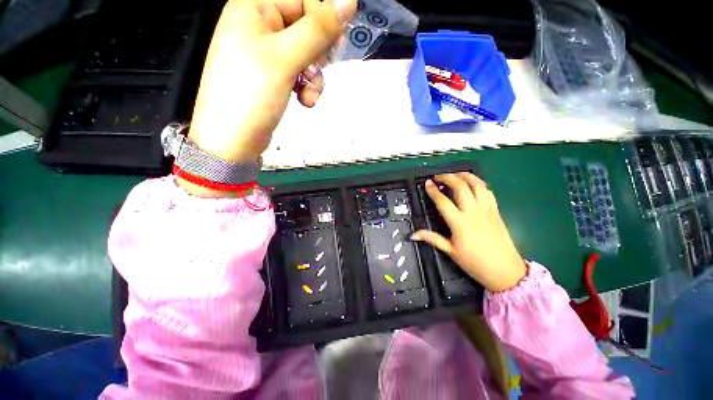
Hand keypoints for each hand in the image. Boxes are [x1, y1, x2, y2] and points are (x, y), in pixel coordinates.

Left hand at [187, 0, 355, 163]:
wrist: (234, 140)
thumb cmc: (251, 95)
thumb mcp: (285, 59)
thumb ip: (318, 30)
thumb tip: (348, 2)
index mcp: (256, 9)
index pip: (304, 0)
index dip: (323, 22)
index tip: (332, 47)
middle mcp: (262, 27)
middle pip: (308, 28)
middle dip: (319, 54)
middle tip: (316, 71)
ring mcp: (268, 54)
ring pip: (308, 55)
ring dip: (315, 76)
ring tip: (308, 94)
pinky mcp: (276, 77)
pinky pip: (301, 73)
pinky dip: (308, 87)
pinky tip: (304, 100)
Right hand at [411, 173, 527, 291]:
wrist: (504, 270)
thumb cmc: (474, 262)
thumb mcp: (450, 250)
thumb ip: (431, 238)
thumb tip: (413, 235)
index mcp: (459, 223)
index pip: (443, 201)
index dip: (433, 190)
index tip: (427, 183)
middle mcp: (473, 212)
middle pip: (460, 187)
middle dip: (448, 177)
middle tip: (438, 177)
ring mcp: (486, 209)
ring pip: (477, 184)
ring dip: (465, 176)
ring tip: (455, 174)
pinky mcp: (496, 210)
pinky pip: (488, 191)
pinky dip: (478, 183)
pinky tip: (472, 184)